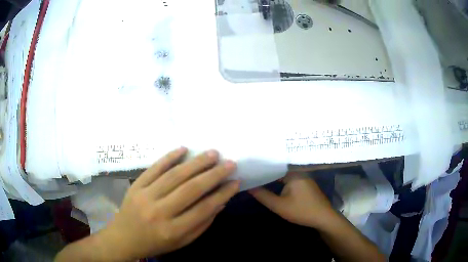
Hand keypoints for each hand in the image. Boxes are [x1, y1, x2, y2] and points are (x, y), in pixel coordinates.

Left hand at [99, 148, 239, 259]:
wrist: (124, 237)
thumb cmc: (156, 243)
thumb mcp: (182, 241)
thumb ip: (202, 223)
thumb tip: (220, 201)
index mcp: (173, 230)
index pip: (203, 209)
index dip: (222, 194)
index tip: (235, 182)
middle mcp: (159, 212)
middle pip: (190, 189)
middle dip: (213, 174)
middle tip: (229, 163)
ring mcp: (145, 196)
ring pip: (174, 175)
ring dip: (196, 163)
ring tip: (212, 153)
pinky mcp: (136, 185)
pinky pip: (154, 168)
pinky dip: (169, 157)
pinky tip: (183, 149)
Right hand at [249, 173, 335, 228]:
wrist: (323, 218)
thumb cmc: (301, 211)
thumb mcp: (279, 206)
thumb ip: (263, 196)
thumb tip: (249, 186)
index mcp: (293, 173)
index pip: (272, 167)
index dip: (260, 170)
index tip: (248, 172)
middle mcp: (299, 172)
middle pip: (279, 171)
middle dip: (266, 175)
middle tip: (250, 177)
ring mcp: (304, 178)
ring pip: (284, 177)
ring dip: (273, 180)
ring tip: (258, 181)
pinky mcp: (307, 185)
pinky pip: (291, 181)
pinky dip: (281, 184)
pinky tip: (274, 188)